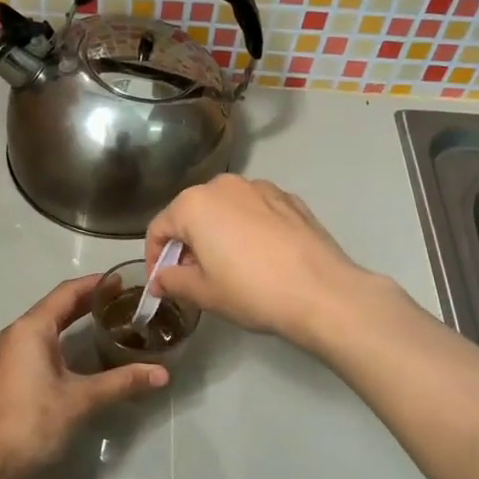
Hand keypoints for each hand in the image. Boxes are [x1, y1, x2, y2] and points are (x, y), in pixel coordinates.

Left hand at [0, 275, 168, 478]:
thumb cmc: (33, 421)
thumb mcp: (81, 399)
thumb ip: (122, 382)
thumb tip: (163, 374)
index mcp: (31, 329)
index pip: (67, 292)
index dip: (96, 284)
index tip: (124, 281)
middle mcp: (18, 333)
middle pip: (57, 306)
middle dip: (89, 300)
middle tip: (124, 299)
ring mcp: (11, 354)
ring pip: (48, 324)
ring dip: (76, 318)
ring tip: (110, 319)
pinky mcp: (12, 373)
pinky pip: (42, 342)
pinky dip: (65, 337)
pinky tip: (84, 349)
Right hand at [145, 175, 374, 348]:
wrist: (322, 292)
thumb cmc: (252, 291)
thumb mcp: (203, 293)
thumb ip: (173, 281)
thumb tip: (160, 279)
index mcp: (195, 204)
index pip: (159, 228)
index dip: (155, 258)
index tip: (161, 283)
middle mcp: (225, 185)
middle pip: (192, 213)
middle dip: (187, 243)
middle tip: (193, 277)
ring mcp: (261, 188)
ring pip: (225, 209)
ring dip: (218, 233)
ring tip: (228, 267)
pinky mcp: (290, 199)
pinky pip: (255, 211)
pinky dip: (248, 229)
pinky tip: (260, 257)